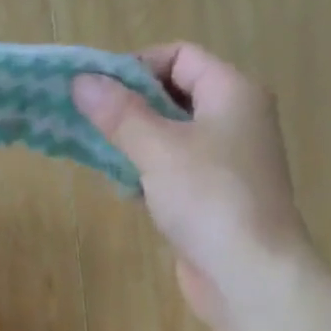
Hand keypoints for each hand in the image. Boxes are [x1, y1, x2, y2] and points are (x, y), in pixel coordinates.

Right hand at [72, 44, 313, 326]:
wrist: (248, 273)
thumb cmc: (208, 199)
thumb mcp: (158, 149)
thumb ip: (119, 114)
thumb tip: (82, 81)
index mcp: (233, 93)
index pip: (181, 56)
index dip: (137, 66)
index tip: (96, 91)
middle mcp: (235, 120)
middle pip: (175, 95)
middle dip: (129, 106)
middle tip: (87, 122)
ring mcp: (225, 162)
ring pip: (171, 137)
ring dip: (134, 142)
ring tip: (97, 154)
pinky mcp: (212, 199)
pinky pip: (174, 172)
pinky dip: (147, 174)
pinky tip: (122, 190)